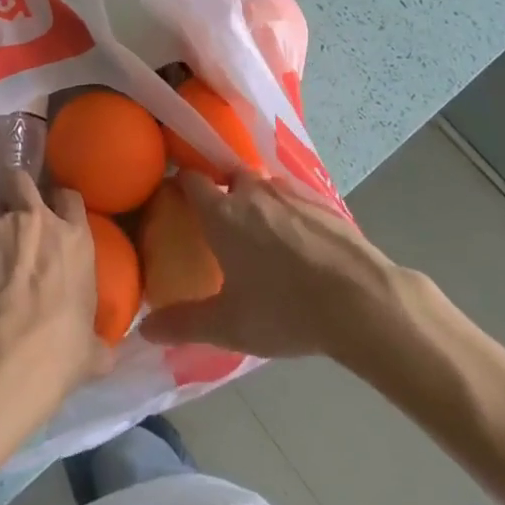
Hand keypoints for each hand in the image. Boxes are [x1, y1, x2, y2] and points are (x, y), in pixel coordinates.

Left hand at [0, 172, 112, 406]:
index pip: (71, 198)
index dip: (59, 201)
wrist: (11, 350)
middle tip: (14, 207)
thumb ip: (98, 342)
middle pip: (27, 181)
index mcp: (76, 240)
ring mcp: (5, 221)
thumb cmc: (61, 349)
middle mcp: (42, 219)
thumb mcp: (92, 349)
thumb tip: (104, 354)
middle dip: (19, 189)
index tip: (53, 212)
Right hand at [141, 170, 412, 361]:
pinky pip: (292, 197)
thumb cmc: (284, 309)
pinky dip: (287, 211)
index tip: (176, 201)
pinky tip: (297, 243)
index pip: (190, 179)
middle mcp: (251, 191)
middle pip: (227, 176)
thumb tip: (143, 328)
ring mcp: (289, 192)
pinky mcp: (322, 201)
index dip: (180, 185)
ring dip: (255, 200)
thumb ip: (184, 323)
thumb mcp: (229, 325)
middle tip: (219, 223)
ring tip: (259, 233)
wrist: (361, 299)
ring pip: (262, 185)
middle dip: (221, 190)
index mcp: (222, 211)